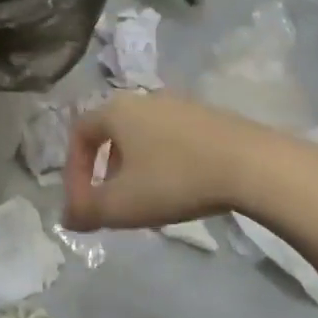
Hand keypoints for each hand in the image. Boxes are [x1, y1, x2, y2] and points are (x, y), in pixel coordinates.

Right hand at [62, 92, 317, 232]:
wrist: (251, 164)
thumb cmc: (174, 180)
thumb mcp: (122, 205)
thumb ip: (87, 212)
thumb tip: (67, 218)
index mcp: (115, 111)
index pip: (79, 134)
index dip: (74, 171)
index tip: (85, 205)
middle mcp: (143, 99)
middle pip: (111, 133)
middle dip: (105, 170)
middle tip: (113, 202)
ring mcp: (179, 104)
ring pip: (142, 135)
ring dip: (135, 167)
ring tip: (147, 200)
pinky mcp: (208, 116)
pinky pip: (171, 138)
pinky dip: (164, 161)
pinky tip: (180, 188)